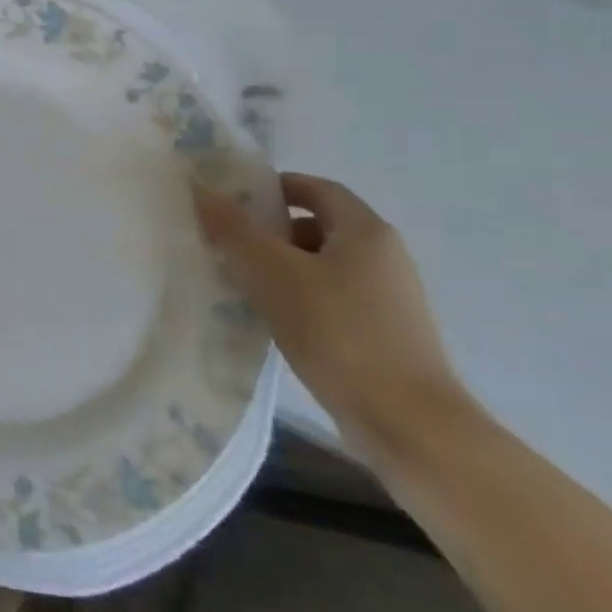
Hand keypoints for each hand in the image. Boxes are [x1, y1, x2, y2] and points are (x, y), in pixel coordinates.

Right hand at [194, 173, 468, 458]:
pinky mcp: (386, 333)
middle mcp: (385, 255)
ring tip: (243, 284)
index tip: (233, 202)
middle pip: (319, 225)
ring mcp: (390, 297)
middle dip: (271, 231)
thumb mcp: (273, 274)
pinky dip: (301, 297)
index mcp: (366, 231)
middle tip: (228, 244)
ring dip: (282, 267)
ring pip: (324, 264)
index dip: (274, 187)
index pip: (316, 188)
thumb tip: (202, 190)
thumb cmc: (339, 333)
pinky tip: (274, 320)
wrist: (409, 423)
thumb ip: (234, 229)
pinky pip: (333, 297)